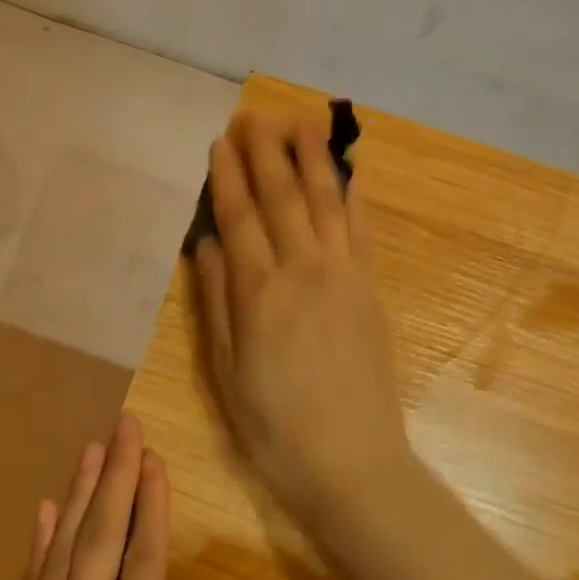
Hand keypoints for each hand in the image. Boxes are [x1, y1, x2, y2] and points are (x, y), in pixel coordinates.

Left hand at [0, 416, 191, 579]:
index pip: (143, 569)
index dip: (151, 510)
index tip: (156, 462)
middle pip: (100, 545)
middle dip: (117, 480)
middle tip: (126, 429)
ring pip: (59, 555)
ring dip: (78, 497)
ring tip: (94, 450)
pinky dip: (36, 545)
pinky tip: (46, 509)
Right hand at [193, 109, 411, 521]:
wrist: (353, 464)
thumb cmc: (274, 428)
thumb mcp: (226, 373)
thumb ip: (217, 302)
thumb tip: (207, 244)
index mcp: (258, 293)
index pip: (239, 218)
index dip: (228, 177)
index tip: (221, 142)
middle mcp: (302, 271)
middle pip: (283, 198)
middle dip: (267, 153)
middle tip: (255, 115)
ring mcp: (343, 276)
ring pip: (326, 202)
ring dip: (312, 159)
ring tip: (301, 123)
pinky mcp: (370, 289)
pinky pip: (361, 228)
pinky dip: (352, 194)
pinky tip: (345, 172)